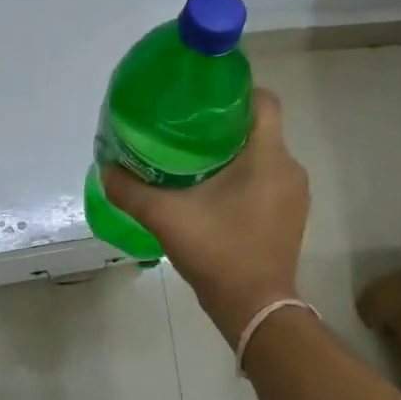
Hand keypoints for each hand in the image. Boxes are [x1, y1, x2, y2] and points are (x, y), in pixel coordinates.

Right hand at [101, 89, 308, 347]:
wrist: (256, 310)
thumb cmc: (218, 252)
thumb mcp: (166, 217)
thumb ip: (131, 190)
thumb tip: (106, 169)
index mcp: (268, 157)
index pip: (264, 100)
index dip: (236, 89)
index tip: (202, 95)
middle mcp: (289, 168)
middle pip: (260, 125)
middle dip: (225, 120)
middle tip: (186, 124)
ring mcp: (294, 193)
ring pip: (264, 152)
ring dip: (234, 148)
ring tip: (195, 153)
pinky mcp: (291, 214)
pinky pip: (268, 176)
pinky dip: (244, 172)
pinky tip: (213, 186)